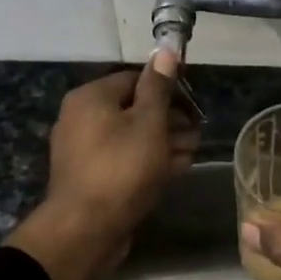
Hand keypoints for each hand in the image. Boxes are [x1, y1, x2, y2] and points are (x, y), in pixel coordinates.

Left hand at [6, 51, 198, 279]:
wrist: (86, 229)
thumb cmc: (122, 167)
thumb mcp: (148, 122)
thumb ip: (158, 87)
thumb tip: (165, 50)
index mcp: (91, 97)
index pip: (134, 79)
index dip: (168, 89)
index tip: (194, 104)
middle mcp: (82, 119)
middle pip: (133, 109)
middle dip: (169, 119)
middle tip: (198, 131)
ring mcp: (85, 151)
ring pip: (131, 137)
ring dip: (164, 142)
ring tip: (192, 150)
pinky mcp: (93, 178)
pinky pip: (124, 161)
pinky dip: (149, 161)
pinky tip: (175, 168)